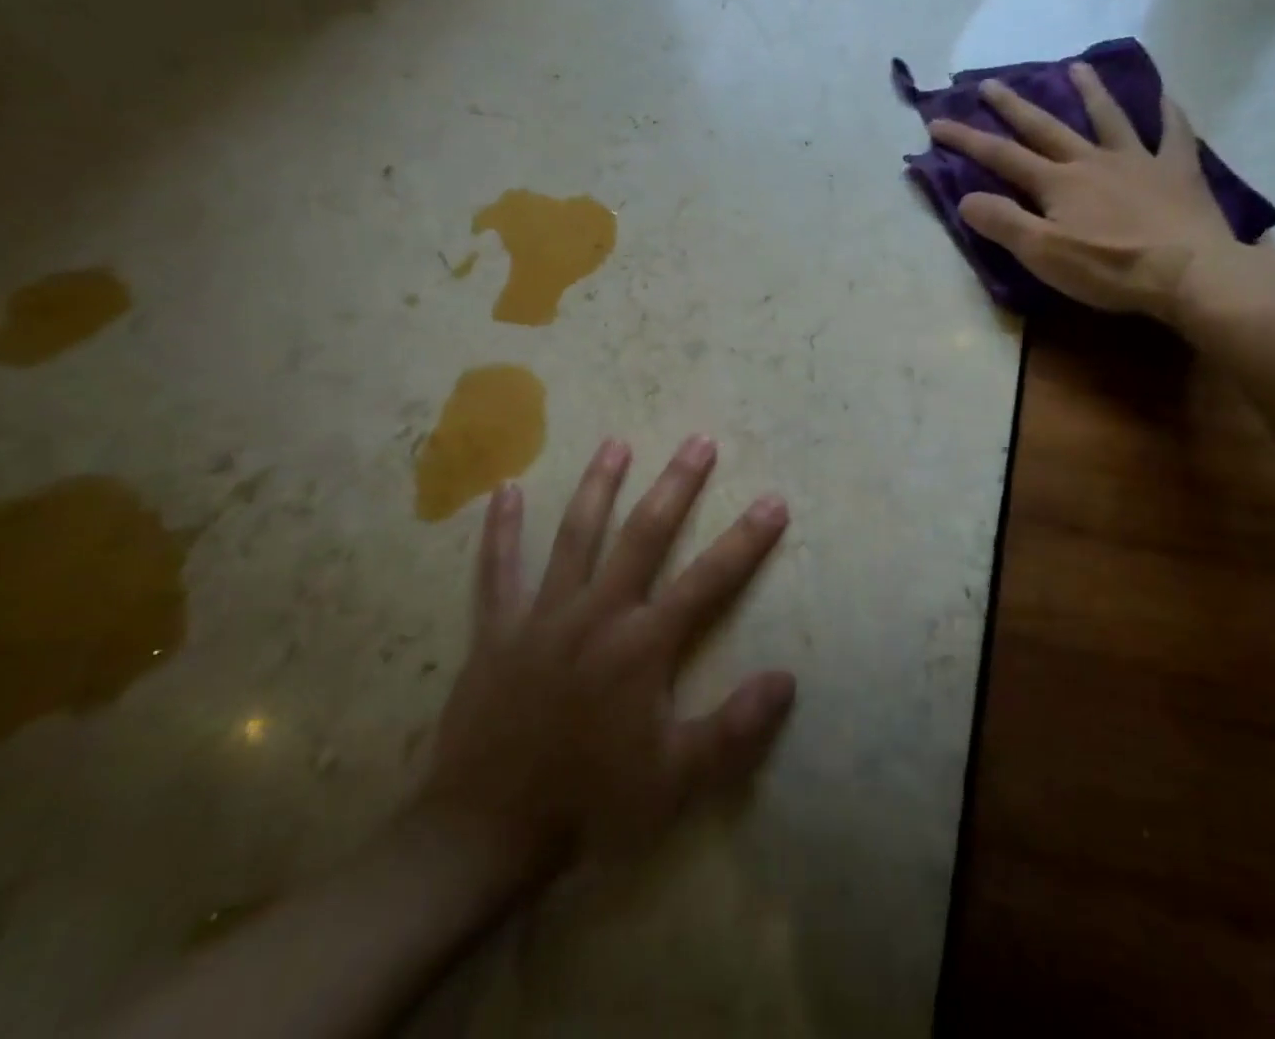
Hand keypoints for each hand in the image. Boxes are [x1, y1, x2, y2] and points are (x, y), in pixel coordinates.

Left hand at [405, 436, 794, 892]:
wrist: (486, 833)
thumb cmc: (590, 803)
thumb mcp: (675, 780)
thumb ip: (733, 728)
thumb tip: (787, 678)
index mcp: (642, 644)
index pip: (708, 580)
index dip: (746, 540)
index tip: (773, 501)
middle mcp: (597, 613)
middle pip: (644, 534)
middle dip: (676, 485)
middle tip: (698, 441)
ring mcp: (543, 615)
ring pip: (575, 535)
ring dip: (598, 486)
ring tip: (616, 443)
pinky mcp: (497, 629)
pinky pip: (497, 570)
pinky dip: (500, 530)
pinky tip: (504, 490)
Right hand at [930, 62, 1256, 322]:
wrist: (1189, 272)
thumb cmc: (1110, 268)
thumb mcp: (1043, 254)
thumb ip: (1003, 223)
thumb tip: (966, 198)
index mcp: (1057, 183)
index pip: (1001, 156)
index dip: (966, 139)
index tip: (936, 122)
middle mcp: (1092, 161)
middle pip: (1046, 128)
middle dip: (1014, 106)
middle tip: (991, 83)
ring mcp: (1138, 161)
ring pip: (1108, 118)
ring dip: (1089, 92)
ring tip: (1075, 67)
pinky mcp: (1177, 172)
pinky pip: (1173, 134)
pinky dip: (1168, 113)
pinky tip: (1165, 97)